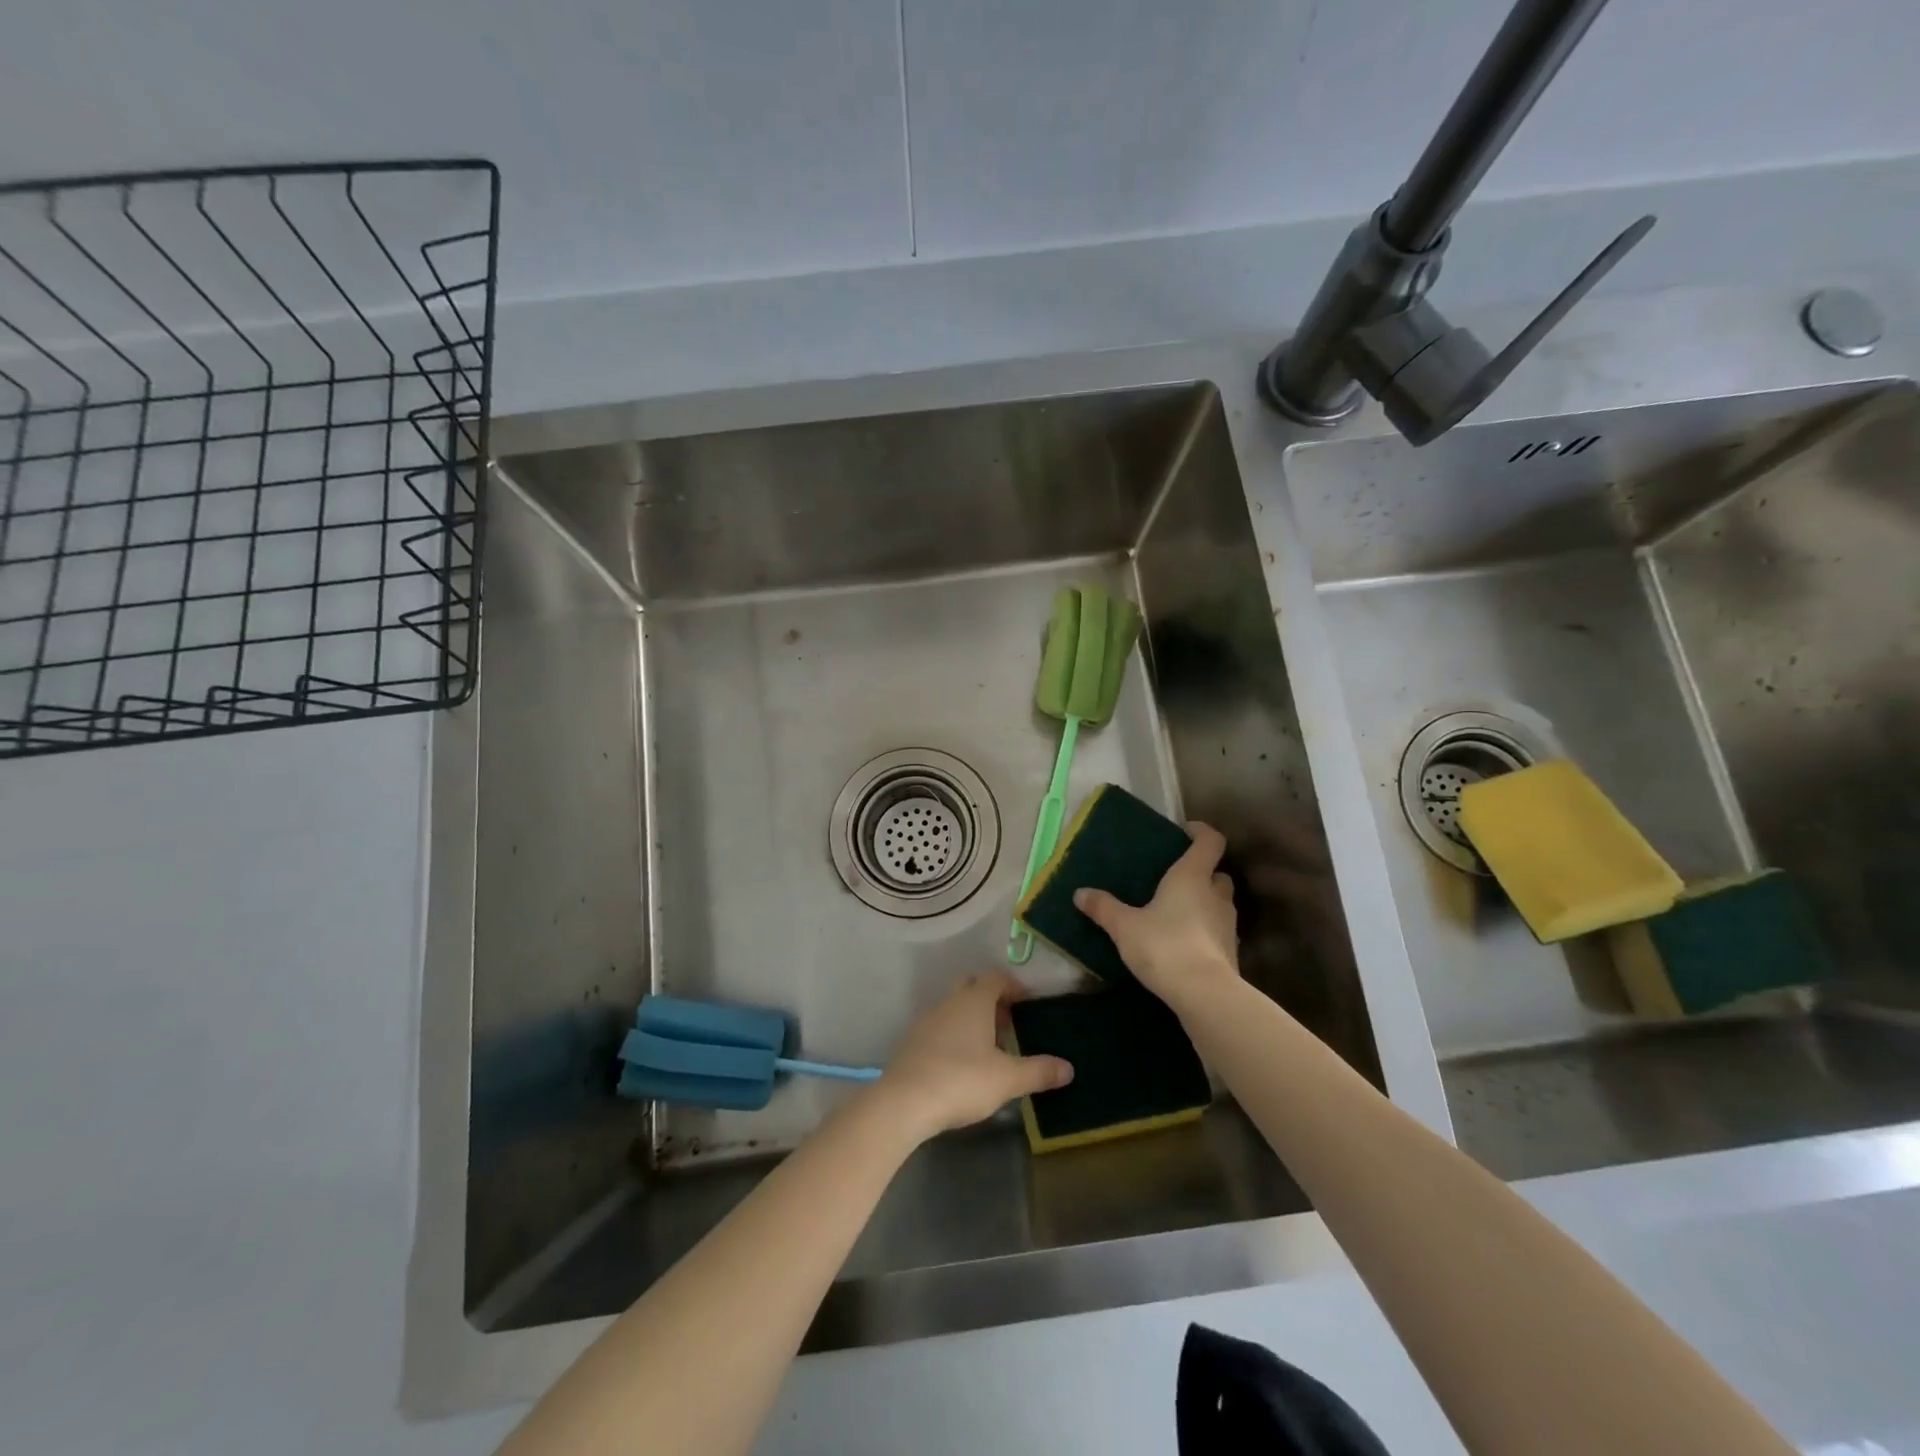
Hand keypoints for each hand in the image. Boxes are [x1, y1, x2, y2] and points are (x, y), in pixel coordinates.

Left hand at [874, 971, 1073, 1142]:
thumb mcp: (1007, 1079)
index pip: (995, 978)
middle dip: (990, 999)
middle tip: (1008, 1022)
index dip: (1013, 986)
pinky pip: (938, 1026)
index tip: (1027, 1002)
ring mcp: (926, 1019)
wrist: (904, 1101)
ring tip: (987, 1047)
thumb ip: (1039, 1071)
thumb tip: (1069, 1068)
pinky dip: (952, 1034)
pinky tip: (960, 1062)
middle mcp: (949, 1001)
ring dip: (970, 1018)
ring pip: (953, 1007)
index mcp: (974, 1001)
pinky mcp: (911, 1041)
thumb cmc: (962, 1080)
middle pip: (971, 987)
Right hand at [1074, 821, 1239, 1007]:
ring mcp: (1227, 924)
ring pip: (1220, 903)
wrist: (1204, 994)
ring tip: (1178, 912)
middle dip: (1203, 873)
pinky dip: (1205, 931)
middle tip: (1178, 878)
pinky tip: (1184, 942)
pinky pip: (1218, 931)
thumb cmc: (1164, 945)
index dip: (1202, 832)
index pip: (1210, 841)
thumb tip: (1080, 893)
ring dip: (1205, 903)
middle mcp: (1215, 894)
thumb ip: (1104, 908)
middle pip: (1218, 873)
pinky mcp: (1230, 952)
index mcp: (1192, 876)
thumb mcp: (1124, 926)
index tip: (1186, 831)